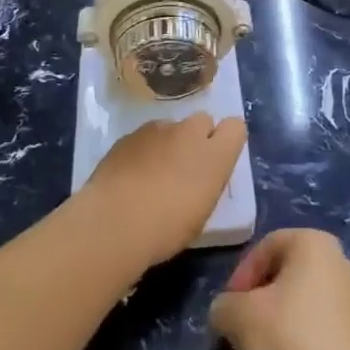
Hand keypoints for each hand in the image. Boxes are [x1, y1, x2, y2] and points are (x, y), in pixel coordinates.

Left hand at [83, 113, 246, 268]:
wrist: (114, 223)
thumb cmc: (166, 229)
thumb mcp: (201, 212)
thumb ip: (206, 182)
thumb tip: (200, 175)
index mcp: (214, 156)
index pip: (235, 127)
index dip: (226, 140)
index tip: (216, 160)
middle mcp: (189, 133)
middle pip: (202, 120)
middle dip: (197, 137)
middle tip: (184, 167)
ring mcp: (157, 130)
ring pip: (171, 127)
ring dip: (168, 143)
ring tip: (152, 174)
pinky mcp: (129, 135)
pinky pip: (145, 137)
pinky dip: (143, 150)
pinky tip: (131, 175)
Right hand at [210, 229, 349, 349]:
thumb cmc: (286, 336)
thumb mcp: (238, 315)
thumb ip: (223, 304)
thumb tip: (224, 311)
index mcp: (314, 241)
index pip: (266, 246)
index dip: (242, 274)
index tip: (229, 305)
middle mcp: (339, 258)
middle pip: (286, 269)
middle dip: (259, 293)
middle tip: (240, 321)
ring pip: (302, 294)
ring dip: (277, 313)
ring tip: (259, 342)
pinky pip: (318, 317)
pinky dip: (298, 329)